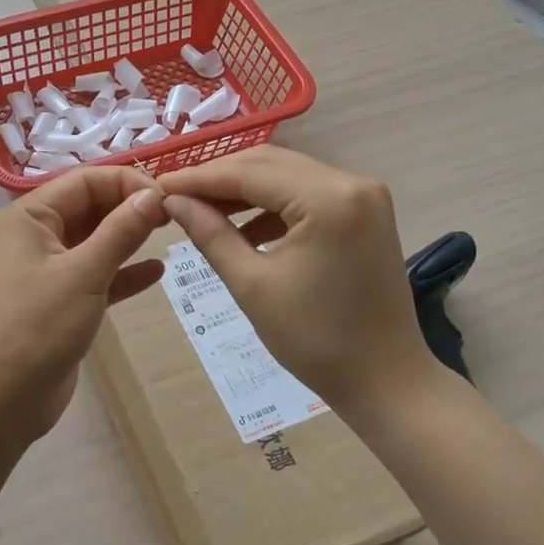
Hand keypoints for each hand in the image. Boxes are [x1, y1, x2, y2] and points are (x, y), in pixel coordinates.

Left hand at [0, 166, 169, 437]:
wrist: (0, 398)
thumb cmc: (38, 325)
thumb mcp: (84, 272)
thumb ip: (121, 230)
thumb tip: (154, 195)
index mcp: (27, 217)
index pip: (83, 181)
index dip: (126, 183)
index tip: (168, 197)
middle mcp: (32, 236)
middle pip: (87, 207)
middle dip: (128, 207)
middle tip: (175, 215)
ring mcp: (44, 270)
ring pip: (92, 241)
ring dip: (128, 237)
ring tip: (170, 234)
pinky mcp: (57, 301)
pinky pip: (94, 275)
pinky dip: (121, 272)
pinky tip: (156, 272)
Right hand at [157, 146, 439, 419]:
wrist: (386, 380)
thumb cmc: (315, 340)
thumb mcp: (251, 285)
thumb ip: (210, 233)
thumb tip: (172, 201)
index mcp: (328, 198)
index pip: (249, 173)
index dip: (199, 178)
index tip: (157, 186)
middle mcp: (351, 182)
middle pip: (269, 164)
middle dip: (219, 178)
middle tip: (175, 196)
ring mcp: (364, 195)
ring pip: (287, 175)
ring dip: (244, 190)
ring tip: (201, 210)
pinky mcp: (365, 211)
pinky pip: (307, 193)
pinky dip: (272, 204)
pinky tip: (242, 226)